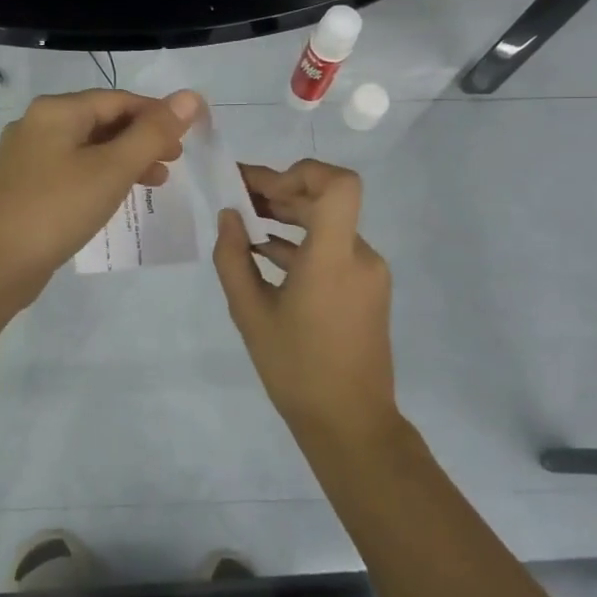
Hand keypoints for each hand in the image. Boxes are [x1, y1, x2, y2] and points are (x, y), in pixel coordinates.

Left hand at [0, 88, 201, 301]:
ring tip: (157, 181)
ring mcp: (28, 156)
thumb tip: (190, 97)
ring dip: (125, 159)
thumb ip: (153, 133)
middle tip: (175, 160)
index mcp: (56, 110)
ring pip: (89, 147)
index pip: (119, 99)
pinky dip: (101, 176)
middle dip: (143, 138)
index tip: (189, 136)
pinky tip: (118, 195)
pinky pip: (73, 169)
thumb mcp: (112, 169)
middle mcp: (38, 124)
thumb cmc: (57, 209)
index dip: (158, 114)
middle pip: (103, 120)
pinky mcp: (26, 185)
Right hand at [212, 159, 398, 442]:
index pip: (338, 185)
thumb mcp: (250, 313)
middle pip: (325, 200)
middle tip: (236, 191)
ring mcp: (367, 272)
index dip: (303, 173)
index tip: (263, 189)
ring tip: (243, 218)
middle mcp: (359, 255)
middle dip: (279, 191)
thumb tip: (229, 217)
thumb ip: (233, 259)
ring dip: (288, 216)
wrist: (350, 423)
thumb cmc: (296, 369)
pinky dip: (301, 243)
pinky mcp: (367, 289)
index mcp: (333, 257)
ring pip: (328, 224)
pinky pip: (333, 250)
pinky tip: (265, 252)